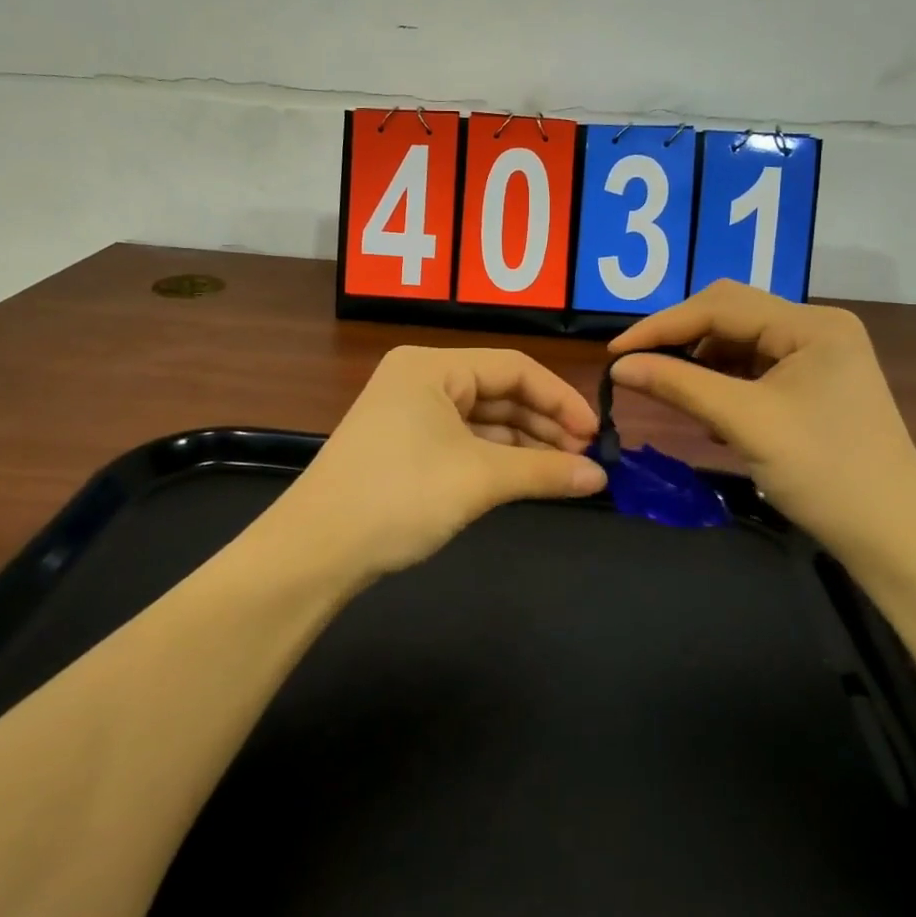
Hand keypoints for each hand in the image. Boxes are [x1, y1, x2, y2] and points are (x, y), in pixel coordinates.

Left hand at [279, 346, 606, 578]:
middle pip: (499, 392)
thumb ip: (545, 471)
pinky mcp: (404, 446)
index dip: (560, 398)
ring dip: (525, 444)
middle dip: (545, 424)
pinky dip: (497, 459)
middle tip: (587, 458)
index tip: (596, 434)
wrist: (316, 551)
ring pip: (483, 420)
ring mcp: (408, 413)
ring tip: (566, 471)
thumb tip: (600, 477)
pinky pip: (463, 442)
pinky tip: (527, 478)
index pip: (513, 367)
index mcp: (431, 366)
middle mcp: (419, 379)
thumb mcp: (479, 479)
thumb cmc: (399, 496)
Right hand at [608, 281, 915, 569]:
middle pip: (731, 316)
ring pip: (741, 344)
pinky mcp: (817, 385)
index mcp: (811, 325)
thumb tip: (618, 367)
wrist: (896, 539)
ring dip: (702, 365)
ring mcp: (820, 357)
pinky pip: (756, 370)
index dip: (662, 326)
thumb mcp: (745, 423)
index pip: (720, 306)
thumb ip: (679, 385)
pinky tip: (714, 416)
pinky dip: (726, 385)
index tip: (614, 354)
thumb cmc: (825, 474)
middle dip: (682, 340)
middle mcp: (817, 328)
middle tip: (639, 367)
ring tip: (678, 397)